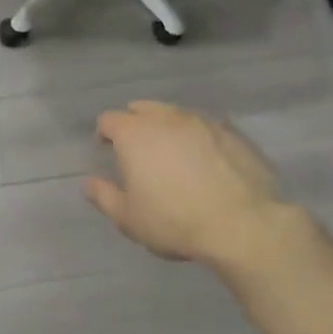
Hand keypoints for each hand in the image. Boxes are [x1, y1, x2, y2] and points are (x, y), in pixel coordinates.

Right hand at [85, 101, 307, 269]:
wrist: (243, 225)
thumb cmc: (175, 221)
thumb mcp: (128, 218)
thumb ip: (103, 196)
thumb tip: (89, 182)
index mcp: (135, 133)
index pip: (109, 119)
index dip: (104, 134)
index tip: (107, 151)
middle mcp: (166, 118)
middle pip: (142, 108)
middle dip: (134, 123)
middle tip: (137, 151)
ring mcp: (202, 121)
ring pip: (175, 114)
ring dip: (167, 128)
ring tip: (172, 155)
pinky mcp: (232, 132)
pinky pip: (205, 126)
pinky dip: (197, 137)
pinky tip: (205, 161)